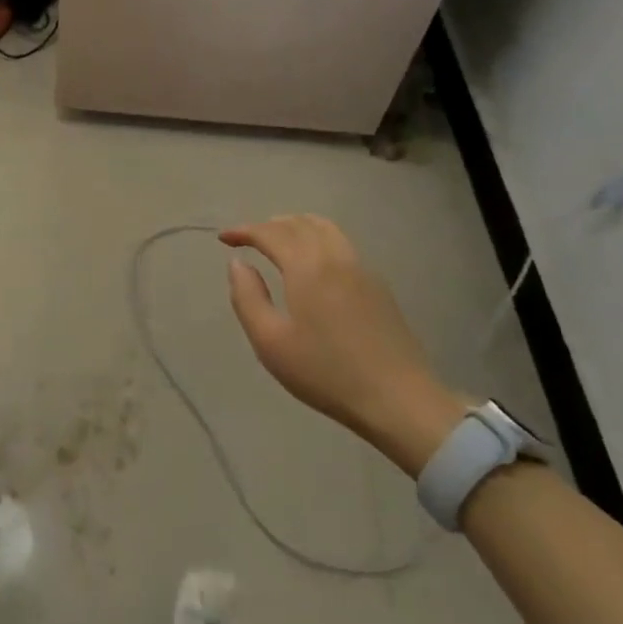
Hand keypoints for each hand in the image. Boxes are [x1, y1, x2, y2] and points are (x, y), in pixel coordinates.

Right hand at [222, 215, 465, 476]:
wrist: (399, 400)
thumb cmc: (326, 373)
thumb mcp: (270, 342)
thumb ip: (248, 297)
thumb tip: (238, 264)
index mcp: (307, 267)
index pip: (269, 233)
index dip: (244, 231)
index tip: (224, 238)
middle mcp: (334, 257)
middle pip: (298, 223)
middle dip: (268, 225)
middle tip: (247, 239)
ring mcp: (361, 268)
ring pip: (324, 228)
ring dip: (295, 225)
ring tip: (278, 239)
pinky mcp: (377, 285)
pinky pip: (341, 243)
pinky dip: (317, 237)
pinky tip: (312, 261)